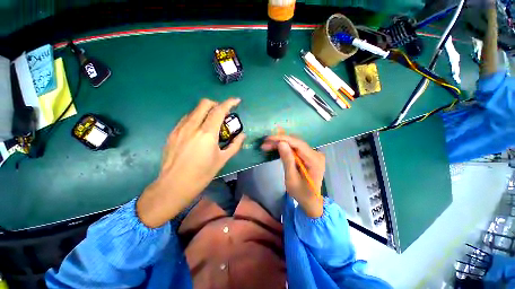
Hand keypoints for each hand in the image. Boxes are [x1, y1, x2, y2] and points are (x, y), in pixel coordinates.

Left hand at [137, 98, 244, 227]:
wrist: (174, 185)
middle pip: (205, 104)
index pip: (219, 110)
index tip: (236, 101)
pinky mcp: (173, 133)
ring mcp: (180, 128)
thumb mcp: (222, 159)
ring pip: (194, 110)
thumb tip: (242, 135)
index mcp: (207, 133)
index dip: (229, 103)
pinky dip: (196, 118)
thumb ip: (235, 145)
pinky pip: (186, 118)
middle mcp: (192, 126)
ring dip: (206, 111)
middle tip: (223, 114)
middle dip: (216, 104)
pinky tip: (199, 130)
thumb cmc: (202, 174)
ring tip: (211, 123)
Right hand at [262, 135, 324, 217]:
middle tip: (265, 144)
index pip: (298, 144)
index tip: (268, 139)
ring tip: (268, 145)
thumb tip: (281, 143)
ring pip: (295, 144)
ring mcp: (313, 154)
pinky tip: (276, 148)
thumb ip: (287, 160)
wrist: (311, 201)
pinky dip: (285, 147)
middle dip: (279, 141)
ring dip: (281, 143)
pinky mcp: (308, 155)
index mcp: (315, 160)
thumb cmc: (301, 193)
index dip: (282, 139)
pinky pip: (296, 148)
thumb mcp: (291, 178)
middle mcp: (316, 154)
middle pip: (296, 142)